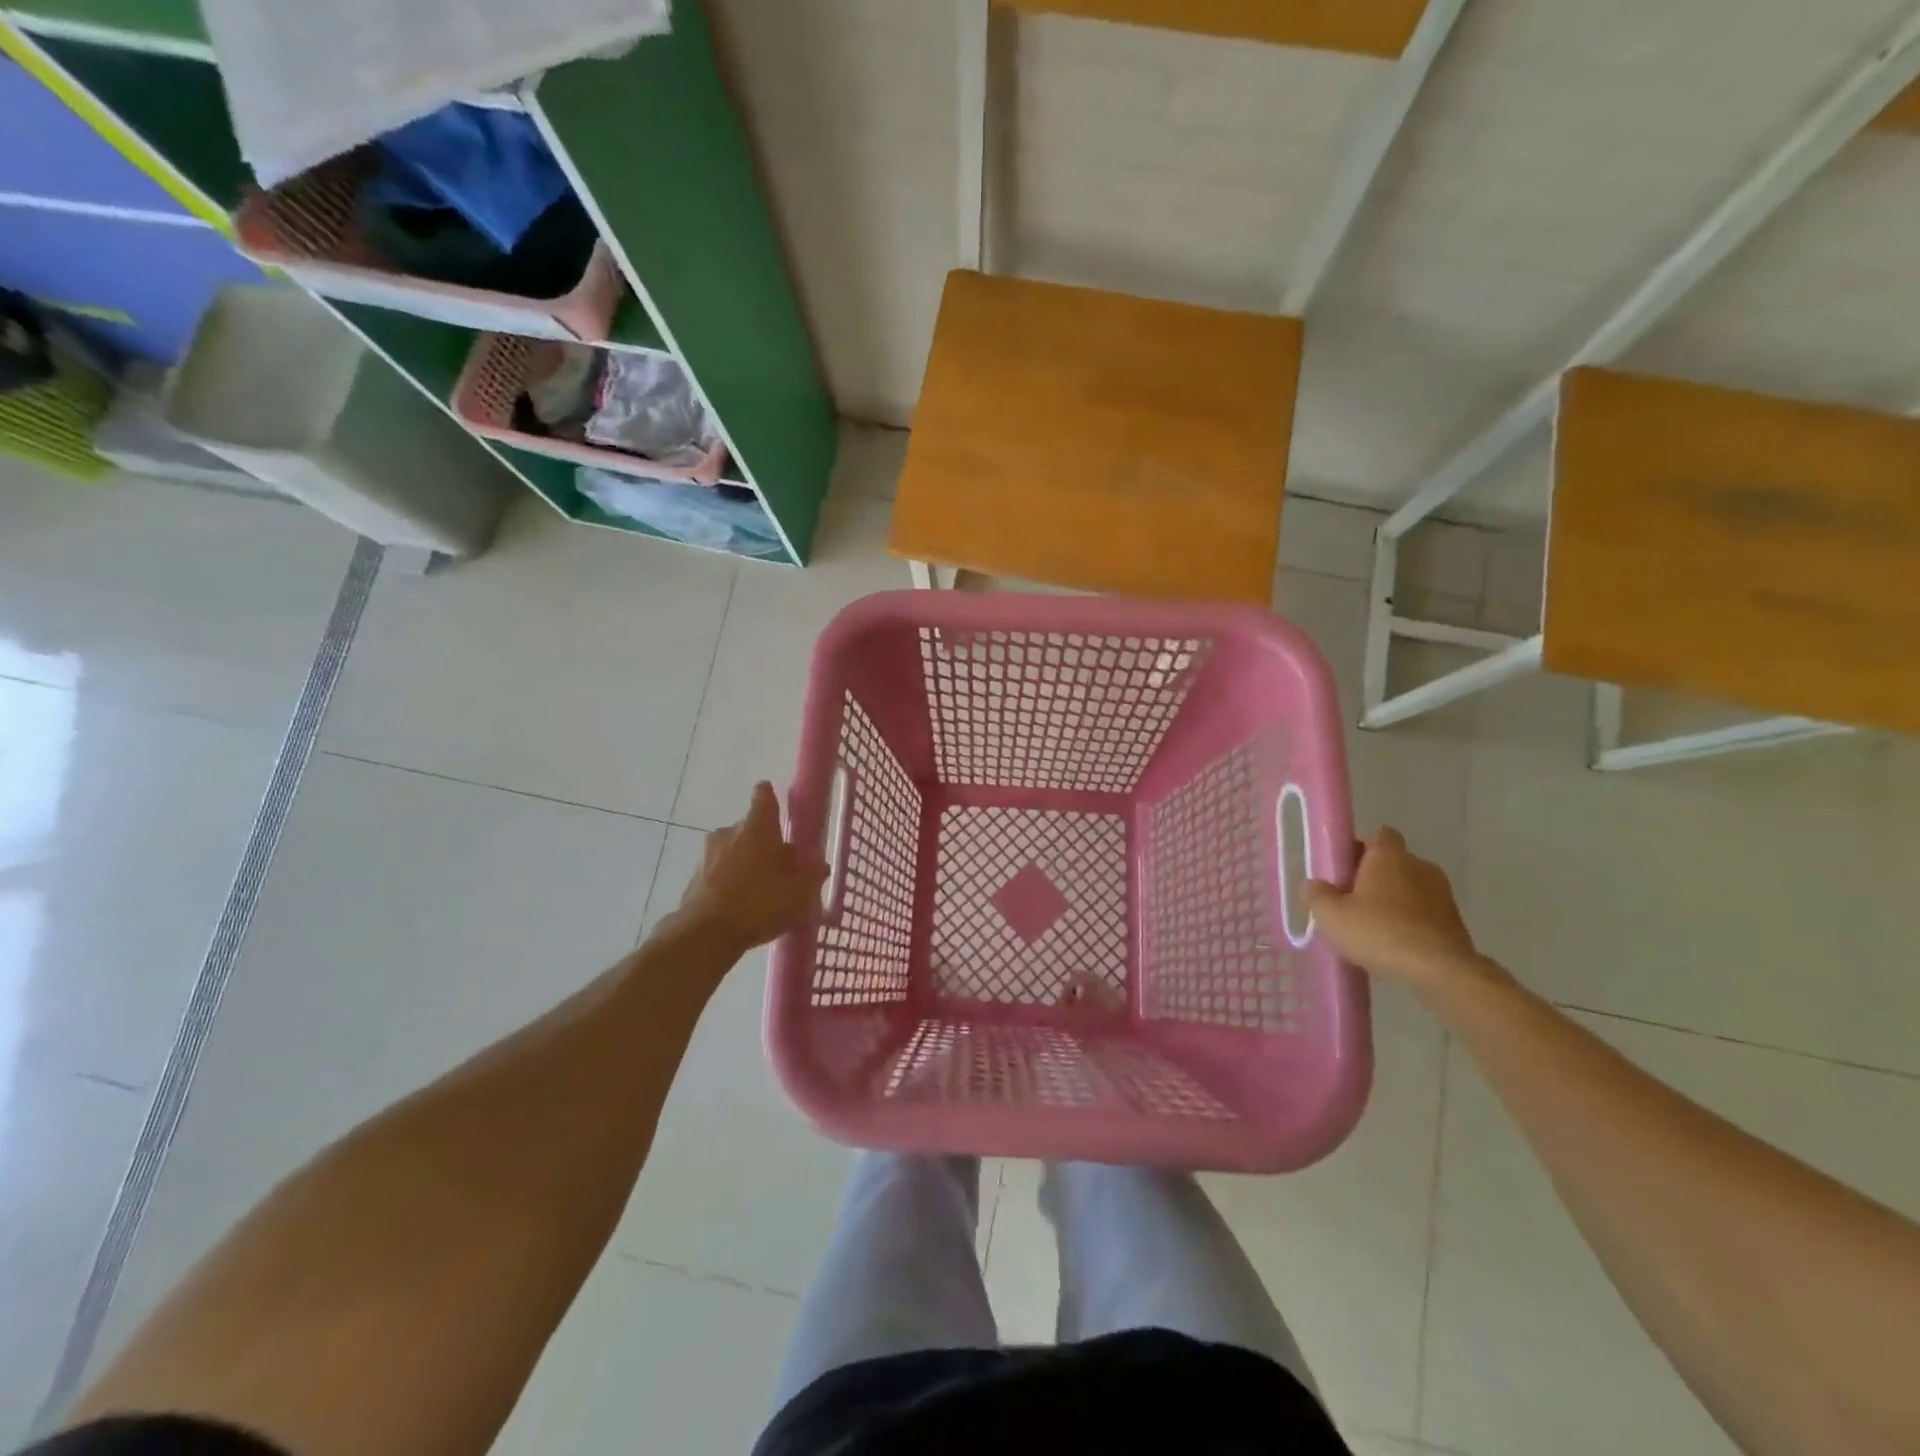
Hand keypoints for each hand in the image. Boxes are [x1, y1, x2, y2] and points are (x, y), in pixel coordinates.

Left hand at [677, 782, 827, 951]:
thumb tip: (820, 864)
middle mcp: (729, 832)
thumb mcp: (800, 890)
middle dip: (763, 842)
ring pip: (732, 852)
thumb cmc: (760, 900)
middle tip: (781, 865)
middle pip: (749, 828)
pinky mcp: (693, 880)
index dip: (770, 797)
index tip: (776, 803)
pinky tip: (741, 907)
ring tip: (761, 891)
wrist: (707, 934)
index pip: (764, 796)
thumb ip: (812, 874)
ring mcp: (706, 855)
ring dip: (745, 864)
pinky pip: (718, 874)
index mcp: (757, 825)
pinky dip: (729, 883)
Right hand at [1306, 828, 1501, 994]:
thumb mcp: (1331, 915)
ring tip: (1374, 929)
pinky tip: (1395, 946)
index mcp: (1389, 856)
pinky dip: (1411, 923)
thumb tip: (1314, 885)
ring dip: (1394, 902)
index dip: (1360, 849)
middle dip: (1374, 879)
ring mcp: (1443, 894)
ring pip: (1410, 889)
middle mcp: (1420, 866)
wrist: (1441, 971)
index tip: (1344, 870)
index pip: (1378, 835)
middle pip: (1393, 863)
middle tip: (1351, 903)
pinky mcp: (1456, 921)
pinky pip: (1425, 913)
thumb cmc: (1380, 932)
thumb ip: (1317, 894)